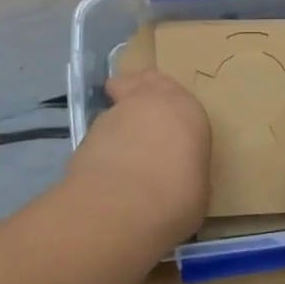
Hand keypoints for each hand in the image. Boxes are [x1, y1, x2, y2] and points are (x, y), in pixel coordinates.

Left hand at [68, 68, 211, 243]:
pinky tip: (106, 166)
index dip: (171, 103)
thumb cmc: (176, 195)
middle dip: (141, 88)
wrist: (122, 203)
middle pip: (144, 80)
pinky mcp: (87, 132)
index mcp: (186, 110)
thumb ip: (186, 169)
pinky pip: (100, 130)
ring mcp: (115, 113)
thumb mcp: (197, 187)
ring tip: (122, 149)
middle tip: (141, 108)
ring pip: (118, 104)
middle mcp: (150, 101)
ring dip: (120, 120)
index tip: (169, 119)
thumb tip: (177, 174)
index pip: (178, 94)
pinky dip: (103, 142)